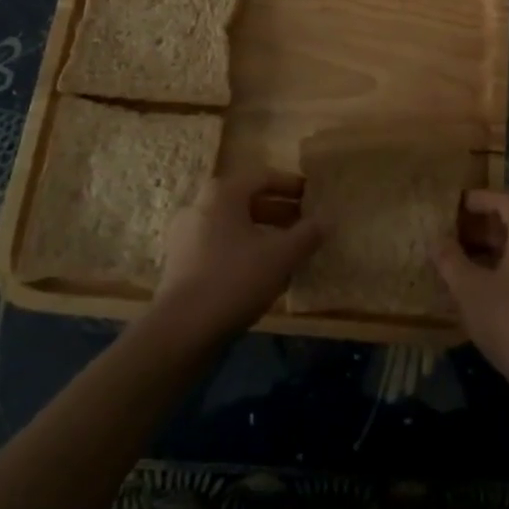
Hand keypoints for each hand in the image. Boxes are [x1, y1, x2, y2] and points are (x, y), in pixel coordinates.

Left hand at [147, 169, 324, 350]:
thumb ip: (307, 235)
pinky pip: (220, 246)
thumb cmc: (234, 279)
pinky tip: (263, 272)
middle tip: (305, 223)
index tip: (313, 196)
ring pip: (233, 225)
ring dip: (263, 233)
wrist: (181, 331)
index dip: (291, 185)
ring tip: (289, 249)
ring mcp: (186, 236)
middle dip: (279, 211)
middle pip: (247, 201)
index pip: (263, 177)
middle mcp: (200, 206)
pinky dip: (244, 250)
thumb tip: (327, 220)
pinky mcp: (181, 264)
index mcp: (222, 193)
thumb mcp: (281, 256)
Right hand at [432, 188, 508, 409]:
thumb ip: (450, 260)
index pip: (504, 200)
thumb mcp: (471, 291)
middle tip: (452, 236)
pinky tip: (487, 294)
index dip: (477, 200)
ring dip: (494, 252)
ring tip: (462, 265)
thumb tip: (436, 240)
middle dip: (482, 227)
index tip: (452, 206)